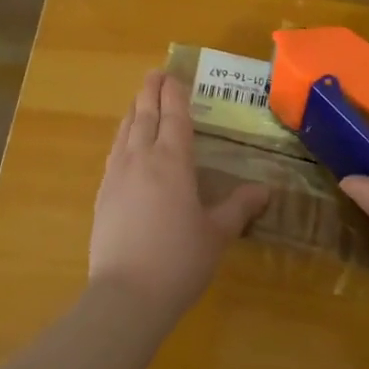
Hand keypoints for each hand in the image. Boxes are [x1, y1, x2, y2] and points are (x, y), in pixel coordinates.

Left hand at [89, 71, 268, 323]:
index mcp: (172, 162)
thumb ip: (239, 207)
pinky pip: (113, 152)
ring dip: (134, 110)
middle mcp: (142, 158)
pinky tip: (124, 142)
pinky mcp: (102, 194)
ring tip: (140, 100)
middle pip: (145, 114)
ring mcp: (117, 175)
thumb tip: (265, 189)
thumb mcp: (216, 234)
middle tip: (155, 73)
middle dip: (151, 91)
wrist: (126, 295)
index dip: (175, 93)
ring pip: (125, 130)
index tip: (174, 75)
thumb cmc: (179, 260)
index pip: (174, 116)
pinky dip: (122, 136)